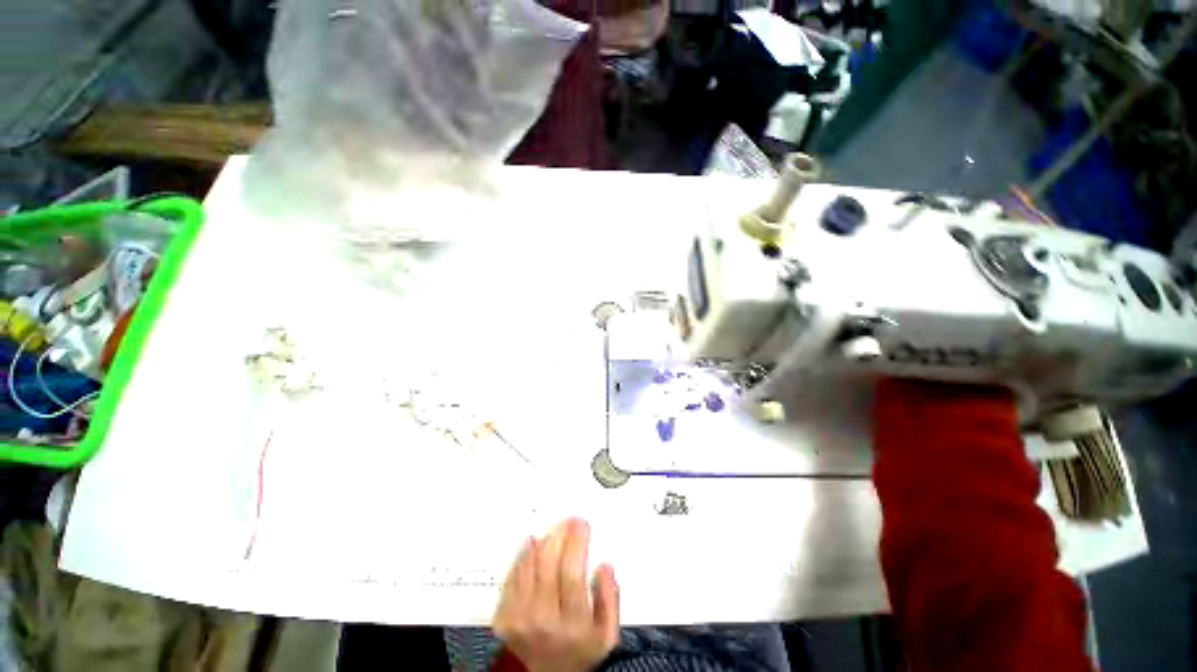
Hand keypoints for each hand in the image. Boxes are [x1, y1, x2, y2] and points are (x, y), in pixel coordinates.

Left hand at [493, 518, 619, 671]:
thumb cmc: (576, 654)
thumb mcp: (606, 636)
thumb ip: (610, 599)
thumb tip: (604, 567)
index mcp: (572, 624)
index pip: (572, 572)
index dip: (577, 542)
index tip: (582, 525)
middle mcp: (544, 619)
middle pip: (549, 563)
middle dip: (561, 534)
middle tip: (569, 522)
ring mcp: (521, 617)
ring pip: (531, 564)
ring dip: (544, 541)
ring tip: (554, 531)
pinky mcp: (504, 615)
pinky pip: (514, 574)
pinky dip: (524, 554)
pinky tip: (532, 543)